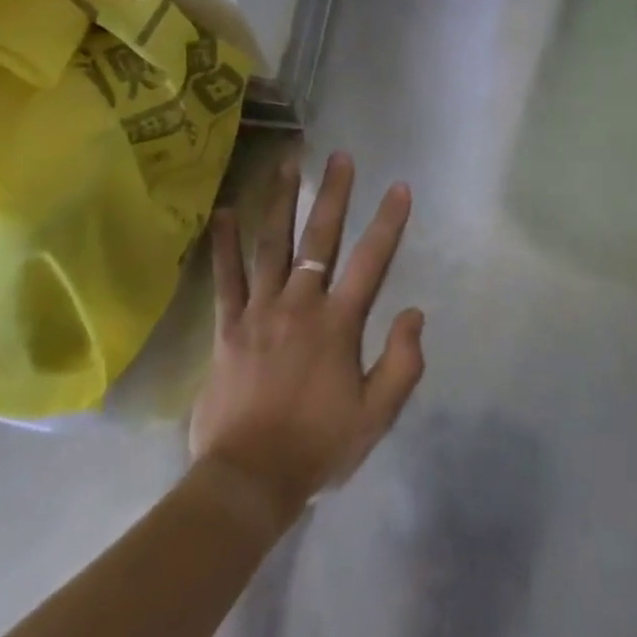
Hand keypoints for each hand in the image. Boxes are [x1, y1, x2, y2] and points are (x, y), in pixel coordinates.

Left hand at [189, 152, 425, 527]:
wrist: (249, 480)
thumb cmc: (318, 446)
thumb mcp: (376, 415)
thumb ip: (402, 363)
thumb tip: (414, 312)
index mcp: (338, 324)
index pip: (371, 261)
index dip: (388, 222)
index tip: (400, 187)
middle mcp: (299, 304)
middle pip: (319, 239)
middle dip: (333, 194)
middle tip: (339, 156)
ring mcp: (259, 312)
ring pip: (271, 245)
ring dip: (280, 202)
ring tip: (286, 165)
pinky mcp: (228, 327)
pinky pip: (225, 279)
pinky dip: (223, 246)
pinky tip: (221, 214)